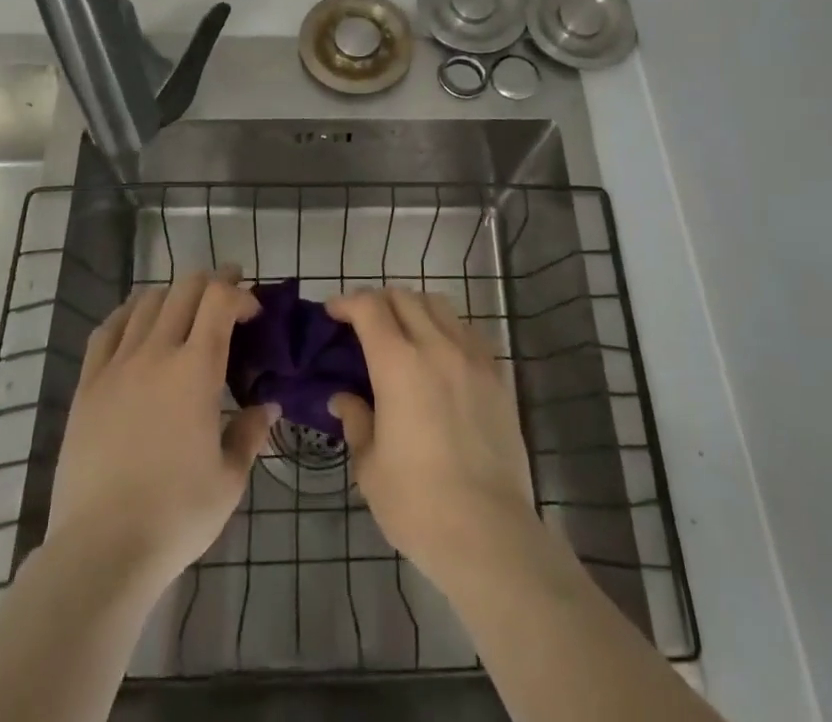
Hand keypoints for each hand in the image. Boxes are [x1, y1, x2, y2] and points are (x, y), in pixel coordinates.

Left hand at [46, 266, 275, 592]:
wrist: (101, 550)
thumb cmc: (176, 515)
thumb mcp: (229, 479)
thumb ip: (250, 434)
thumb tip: (268, 407)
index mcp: (196, 369)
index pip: (220, 300)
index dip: (240, 293)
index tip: (253, 312)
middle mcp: (157, 353)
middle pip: (185, 288)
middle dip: (212, 282)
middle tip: (228, 295)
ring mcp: (117, 365)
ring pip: (147, 302)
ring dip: (173, 295)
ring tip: (186, 310)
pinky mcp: (88, 385)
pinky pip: (107, 329)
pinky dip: (129, 313)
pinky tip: (137, 321)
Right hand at [326, 288, 537, 586]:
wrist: (490, 534)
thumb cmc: (418, 504)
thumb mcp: (370, 466)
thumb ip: (356, 421)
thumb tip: (343, 399)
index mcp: (398, 363)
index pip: (369, 307)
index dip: (347, 302)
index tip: (333, 312)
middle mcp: (437, 346)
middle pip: (404, 297)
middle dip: (378, 301)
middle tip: (363, 323)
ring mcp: (472, 358)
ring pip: (439, 306)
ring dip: (414, 308)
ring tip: (403, 333)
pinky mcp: (498, 376)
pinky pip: (468, 332)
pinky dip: (446, 329)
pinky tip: (440, 356)